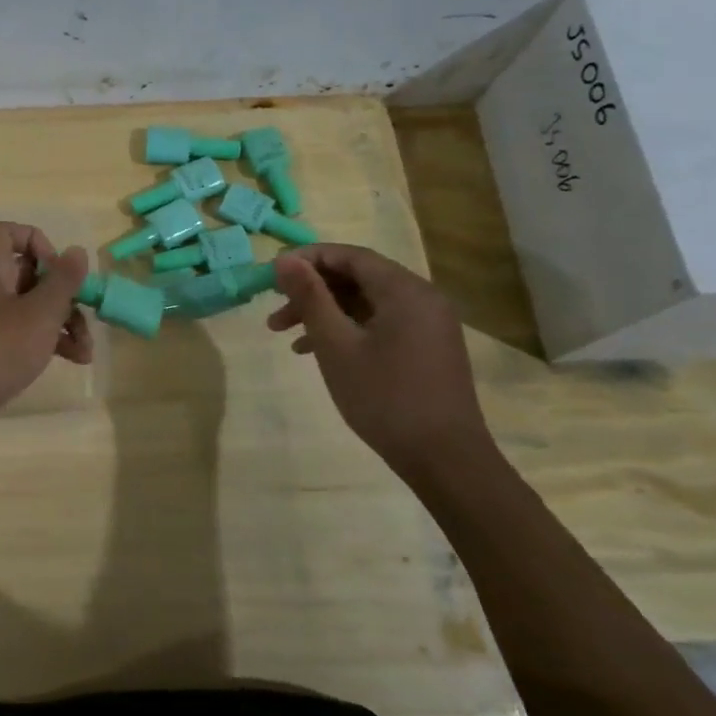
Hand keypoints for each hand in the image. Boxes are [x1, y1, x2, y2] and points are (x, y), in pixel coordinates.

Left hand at [0, 222, 92, 443]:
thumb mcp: (39, 313)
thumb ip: (62, 281)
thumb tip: (77, 251)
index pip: (7, 232)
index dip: (37, 242)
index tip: (58, 270)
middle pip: (27, 272)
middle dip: (62, 293)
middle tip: (84, 313)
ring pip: (30, 306)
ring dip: (62, 322)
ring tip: (86, 350)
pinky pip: (22, 333)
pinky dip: (47, 341)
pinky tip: (74, 360)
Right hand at [266, 243, 495, 478]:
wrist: (444, 459)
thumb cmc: (384, 397)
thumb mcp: (336, 345)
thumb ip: (310, 297)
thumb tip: (284, 261)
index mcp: (404, 290)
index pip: (349, 255)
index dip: (307, 259)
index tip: (270, 275)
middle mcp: (422, 298)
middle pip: (358, 277)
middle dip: (312, 289)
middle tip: (274, 308)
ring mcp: (428, 324)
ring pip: (366, 302)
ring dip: (324, 312)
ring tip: (284, 334)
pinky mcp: (427, 347)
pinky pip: (380, 322)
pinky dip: (346, 328)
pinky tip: (314, 351)